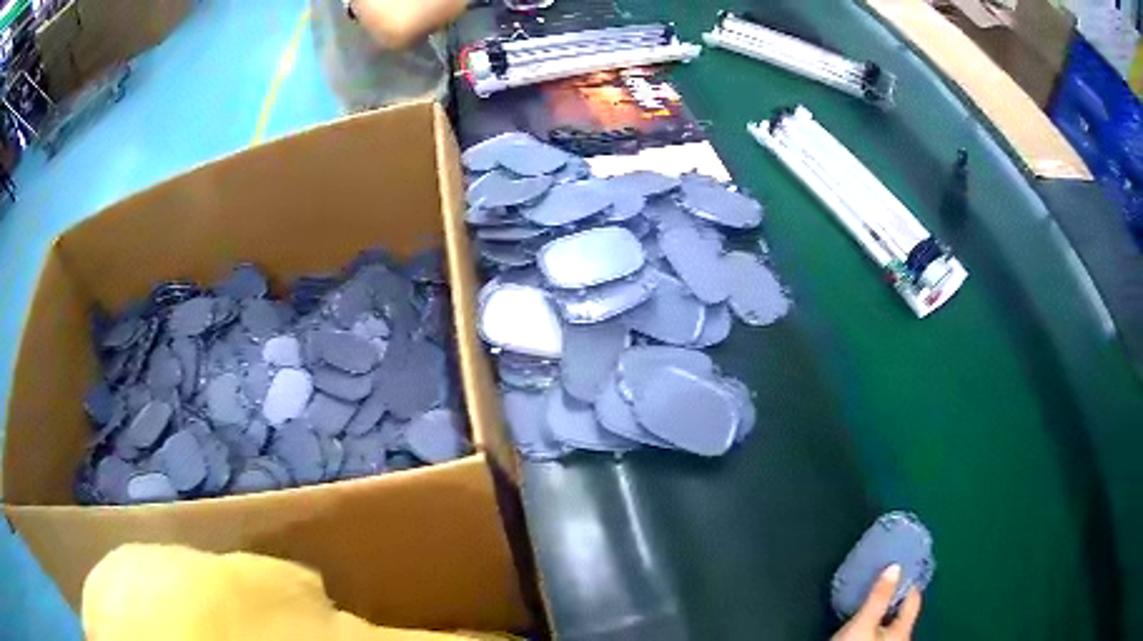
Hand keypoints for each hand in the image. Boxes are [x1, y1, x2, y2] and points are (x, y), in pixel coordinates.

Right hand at [831, 565, 921, 640]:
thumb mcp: (863, 623)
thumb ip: (879, 597)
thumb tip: (895, 566)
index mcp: (903, 630)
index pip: (913, 598)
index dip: (908, 581)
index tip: (903, 564)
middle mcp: (901, 639)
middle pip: (903, 613)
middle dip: (895, 598)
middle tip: (885, 580)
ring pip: (892, 625)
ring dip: (885, 611)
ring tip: (873, 600)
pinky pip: (881, 633)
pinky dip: (877, 622)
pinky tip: (865, 622)